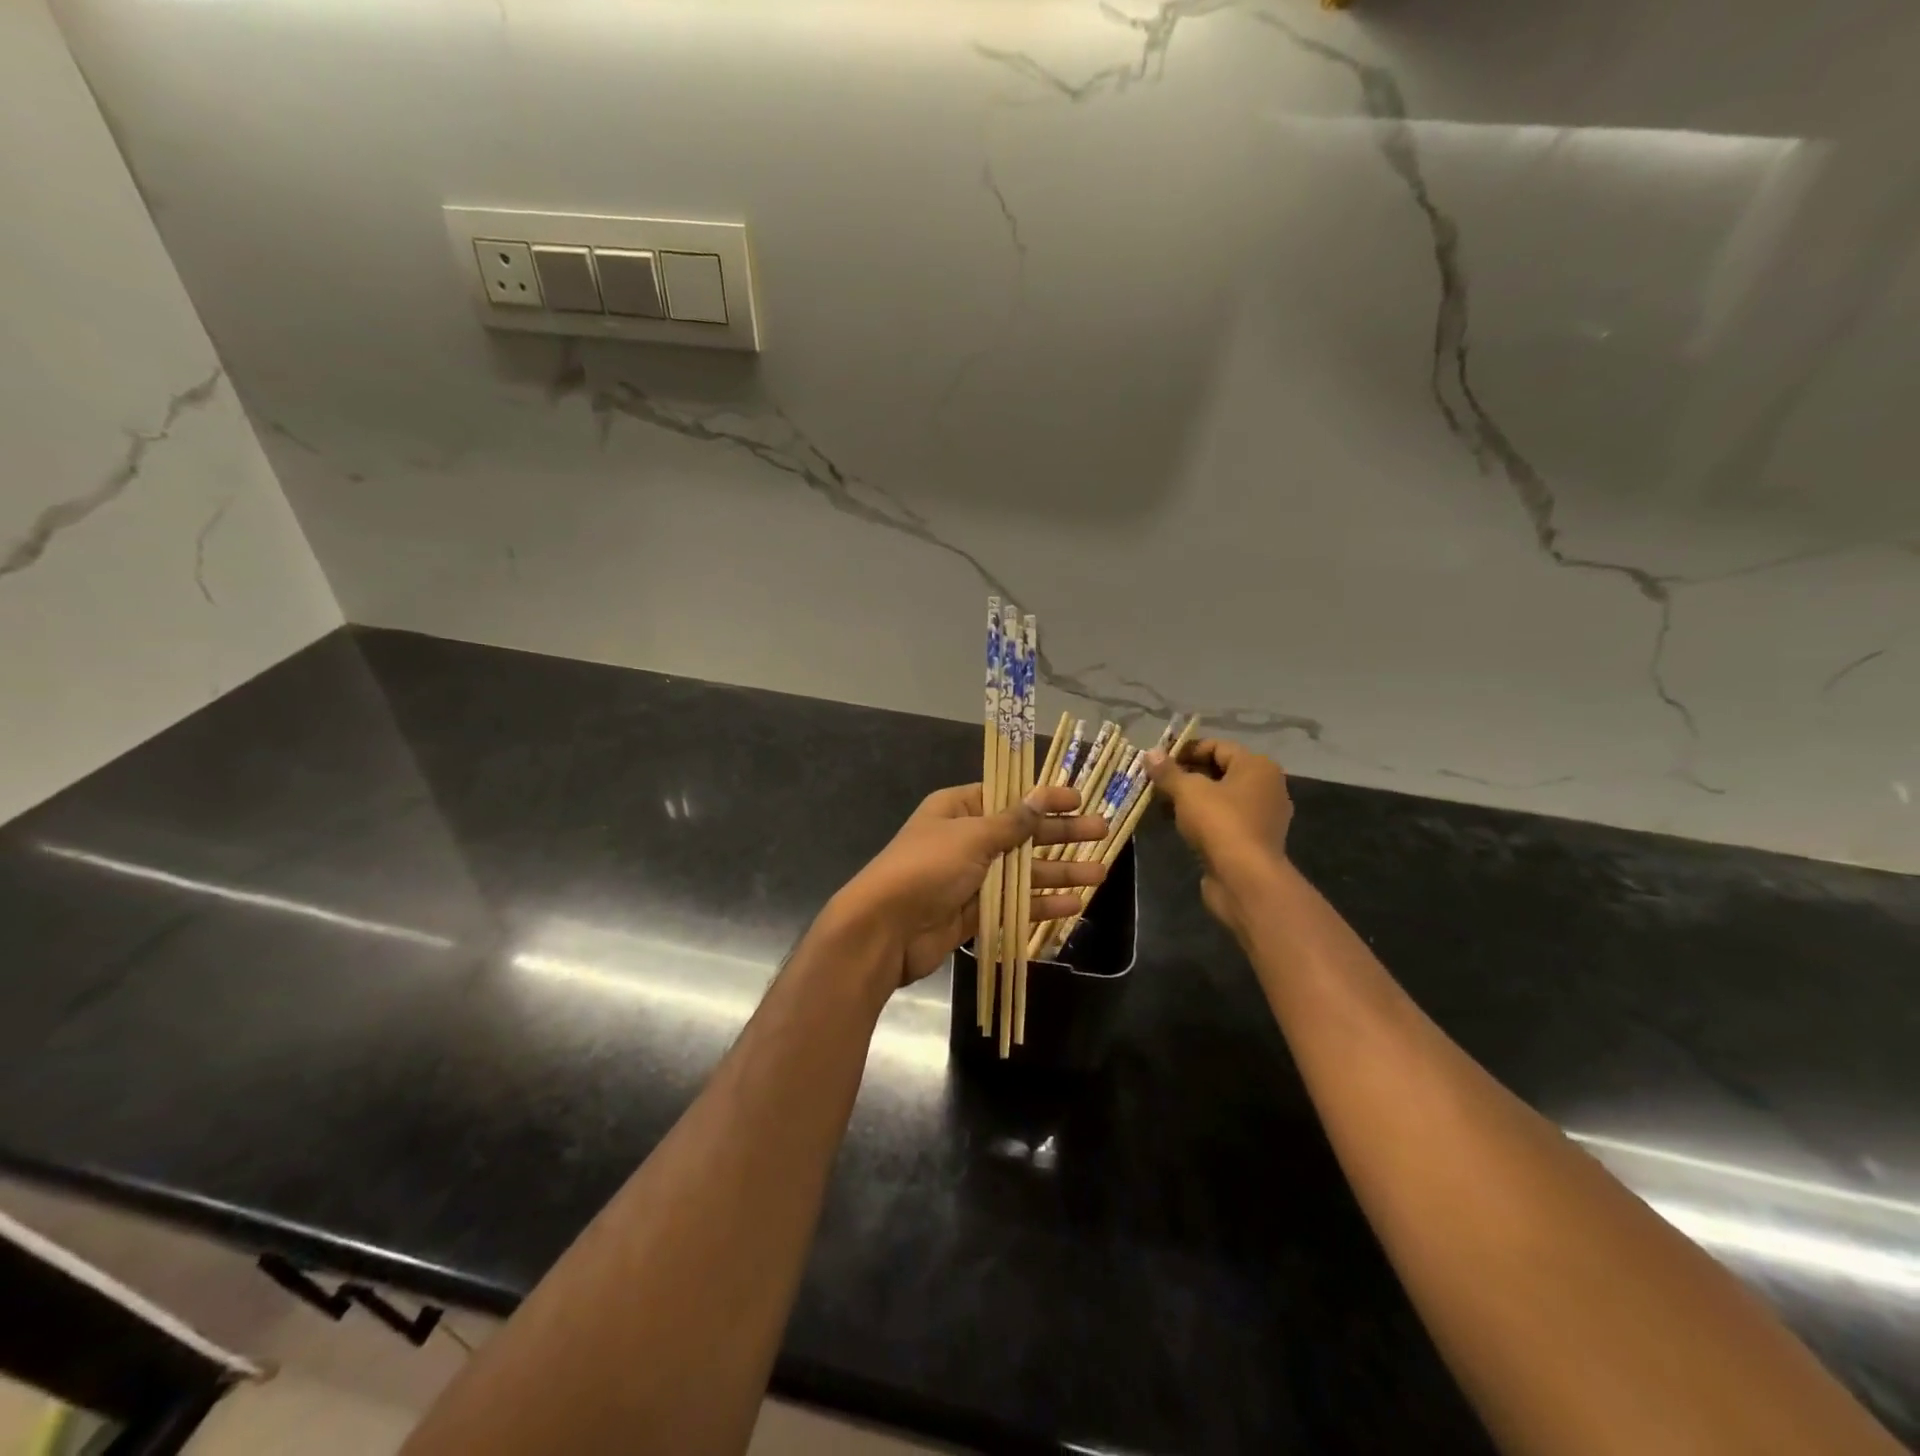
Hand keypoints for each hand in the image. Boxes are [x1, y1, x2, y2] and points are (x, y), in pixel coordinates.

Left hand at [829, 785, 1110, 986]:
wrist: (884, 929)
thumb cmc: (926, 868)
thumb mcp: (971, 837)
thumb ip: (1011, 822)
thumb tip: (1041, 796)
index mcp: (957, 809)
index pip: (1008, 797)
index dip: (1043, 797)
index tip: (1078, 798)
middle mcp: (965, 840)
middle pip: (1021, 834)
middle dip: (1060, 834)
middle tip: (1102, 832)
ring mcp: (970, 878)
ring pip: (1022, 872)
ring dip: (1058, 872)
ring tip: (1099, 873)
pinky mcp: (974, 913)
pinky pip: (1013, 904)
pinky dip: (1040, 904)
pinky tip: (1072, 905)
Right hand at [1144, 738, 1292, 941]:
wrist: (1245, 879)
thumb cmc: (1219, 823)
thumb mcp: (1187, 791)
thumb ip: (1168, 771)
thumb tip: (1151, 753)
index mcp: (1257, 766)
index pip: (1217, 746)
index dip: (1185, 750)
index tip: (1158, 762)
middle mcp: (1266, 787)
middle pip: (1219, 772)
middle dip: (1186, 776)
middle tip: (1156, 783)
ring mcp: (1262, 816)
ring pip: (1220, 798)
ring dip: (1191, 799)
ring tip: (1161, 804)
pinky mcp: (1253, 841)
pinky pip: (1224, 820)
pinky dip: (1202, 819)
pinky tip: (1177, 825)